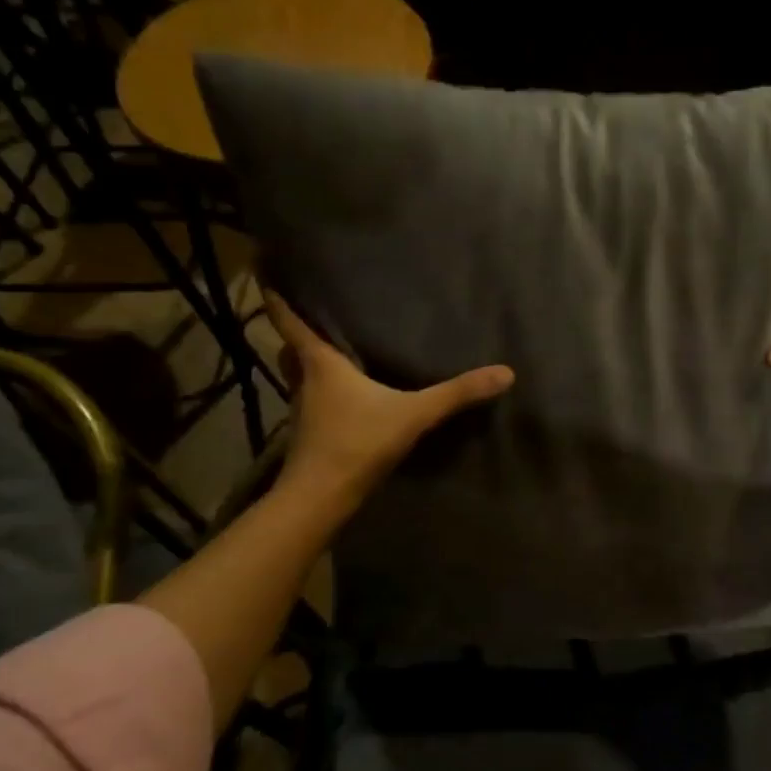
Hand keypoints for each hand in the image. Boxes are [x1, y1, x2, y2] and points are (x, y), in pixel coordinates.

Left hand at [264, 292, 513, 499]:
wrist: (321, 497)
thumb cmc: (358, 442)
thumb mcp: (414, 414)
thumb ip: (457, 393)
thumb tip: (505, 372)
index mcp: (321, 364)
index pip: (291, 322)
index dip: (277, 298)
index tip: (265, 272)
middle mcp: (305, 382)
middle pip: (291, 349)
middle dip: (296, 332)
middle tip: (314, 315)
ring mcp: (304, 411)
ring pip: (299, 376)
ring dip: (308, 363)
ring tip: (333, 351)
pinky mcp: (310, 435)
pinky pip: (313, 401)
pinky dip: (323, 392)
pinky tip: (346, 398)